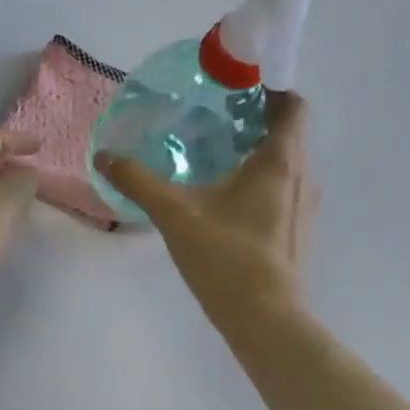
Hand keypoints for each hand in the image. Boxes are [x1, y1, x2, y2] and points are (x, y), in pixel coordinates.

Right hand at [95, 92, 317, 335]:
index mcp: (280, 161)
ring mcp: (304, 207)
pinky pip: (283, 190)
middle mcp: (302, 177)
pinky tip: (225, 201)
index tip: (234, 90)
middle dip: (255, 121)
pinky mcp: (297, 232)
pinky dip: (260, 182)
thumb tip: (104, 156)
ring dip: (258, 153)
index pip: (293, 106)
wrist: (264, 318)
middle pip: (288, 133)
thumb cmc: (226, 257)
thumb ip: (139, 181)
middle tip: (212, 121)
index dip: (269, 91)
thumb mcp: (175, 214)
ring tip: (215, 157)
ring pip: (286, 164)